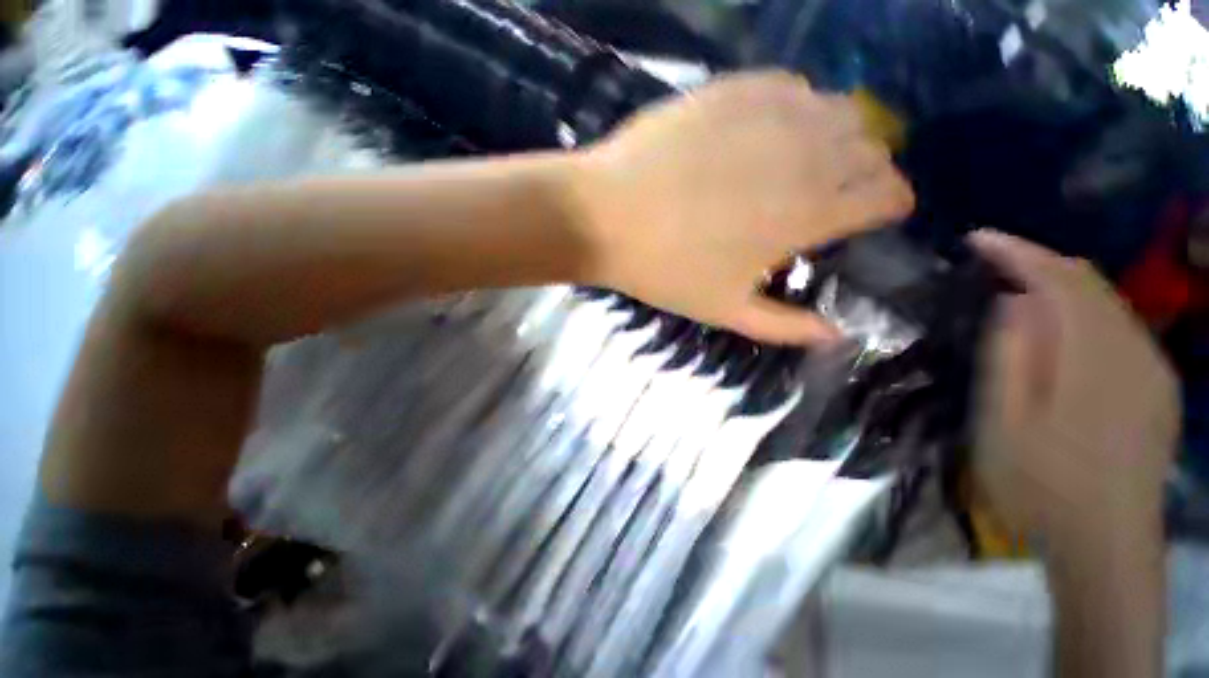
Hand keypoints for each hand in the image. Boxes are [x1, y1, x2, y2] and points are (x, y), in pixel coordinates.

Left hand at [570, 71, 913, 344]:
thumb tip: (837, 335)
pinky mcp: (734, 88)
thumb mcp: (725, 310)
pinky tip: (770, 130)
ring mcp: (769, 112)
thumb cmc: (663, 269)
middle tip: (838, 191)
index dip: (891, 203)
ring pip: (840, 110)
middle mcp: (803, 153)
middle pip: (871, 147)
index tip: (877, 213)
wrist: (603, 218)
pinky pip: (791, 87)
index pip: (886, 193)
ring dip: (838, 136)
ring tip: (808, 160)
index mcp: (807, 212)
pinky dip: (797, 107)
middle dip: (868, 170)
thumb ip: (786, 326)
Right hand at [970, 230, 1178, 545]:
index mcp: (1096, 359)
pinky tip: (1060, 328)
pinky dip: (1084, 312)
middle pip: (1090, 283)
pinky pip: (1120, 328)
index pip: (1060, 279)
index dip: (1017, 251)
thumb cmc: (1042, 487)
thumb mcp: (1003, 423)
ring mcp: (1153, 370)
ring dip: (1060, 285)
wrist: (1107, 546)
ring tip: (1016, 286)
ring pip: (1108, 303)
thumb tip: (1015, 302)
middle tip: (991, 259)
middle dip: (1038, 260)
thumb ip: (1009, 358)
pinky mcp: (1157, 388)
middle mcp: (1135, 351)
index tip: (976, 239)